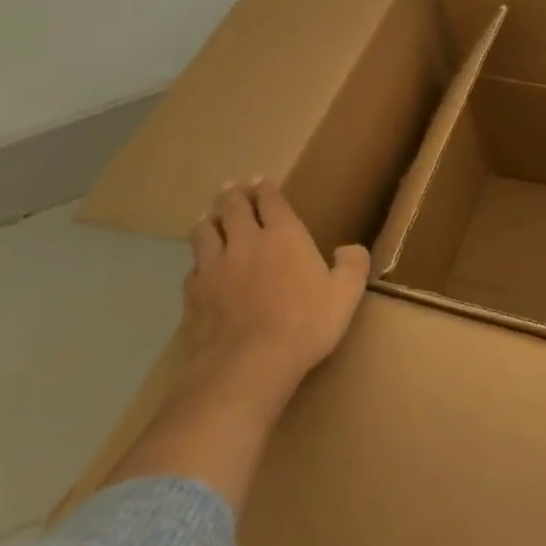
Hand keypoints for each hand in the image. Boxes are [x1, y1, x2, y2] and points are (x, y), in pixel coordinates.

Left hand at [184, 179, 369, 394]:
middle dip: (233, 194)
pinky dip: (197, 261)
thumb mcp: (346, 294)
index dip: (266, 188)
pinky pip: (193, 268)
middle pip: (232, 208)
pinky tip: (199, 266)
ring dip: (208, 219)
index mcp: (284, 236)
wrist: (248, 365)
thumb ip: (352, 266)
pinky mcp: (194, 295)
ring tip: (208, 216)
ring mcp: (214, 268)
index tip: (261, 179)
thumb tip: (349, 249)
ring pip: (204, 232)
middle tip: (232, 187)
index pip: (270, 201)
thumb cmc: (305, 324)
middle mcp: (245, 242)